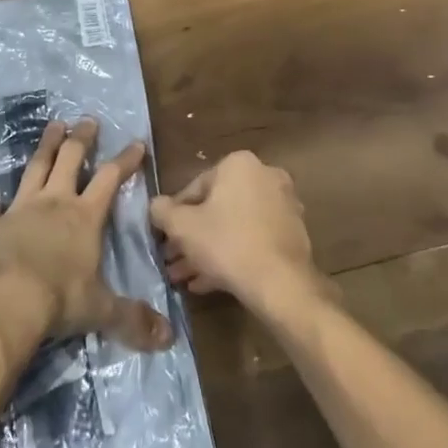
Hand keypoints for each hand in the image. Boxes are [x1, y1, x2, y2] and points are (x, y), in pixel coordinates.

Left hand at [0, 118, 172, 352]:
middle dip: (81, 140)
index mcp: (85, 217)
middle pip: (70, 161)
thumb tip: (168, 338)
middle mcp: (55, 203)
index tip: (136, 143)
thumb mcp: (102, 310)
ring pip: (35, 169)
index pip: (110, 179)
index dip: (125, 160)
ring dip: (45, 147)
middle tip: (87, 121)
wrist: (7, 300)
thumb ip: (133, 318)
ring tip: (53, 125)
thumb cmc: (60, 299)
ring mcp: (21, 210)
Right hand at [149, 152, 330, 320]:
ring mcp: (282, 205)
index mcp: (239, 164)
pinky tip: (207, 282)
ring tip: (184, 277)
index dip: (175, 216)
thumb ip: (162, 211)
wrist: (280, 283)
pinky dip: (231, 255)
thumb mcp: (182, 227)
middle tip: (173, 260)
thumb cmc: (226, 243)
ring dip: (207, 250)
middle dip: (192, 236)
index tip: (164, 238)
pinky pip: (253, 240)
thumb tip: (155, 205)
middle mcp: (265, 176)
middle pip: (216, 208)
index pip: (195, 188)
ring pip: (234, 226)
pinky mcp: (292, 233)